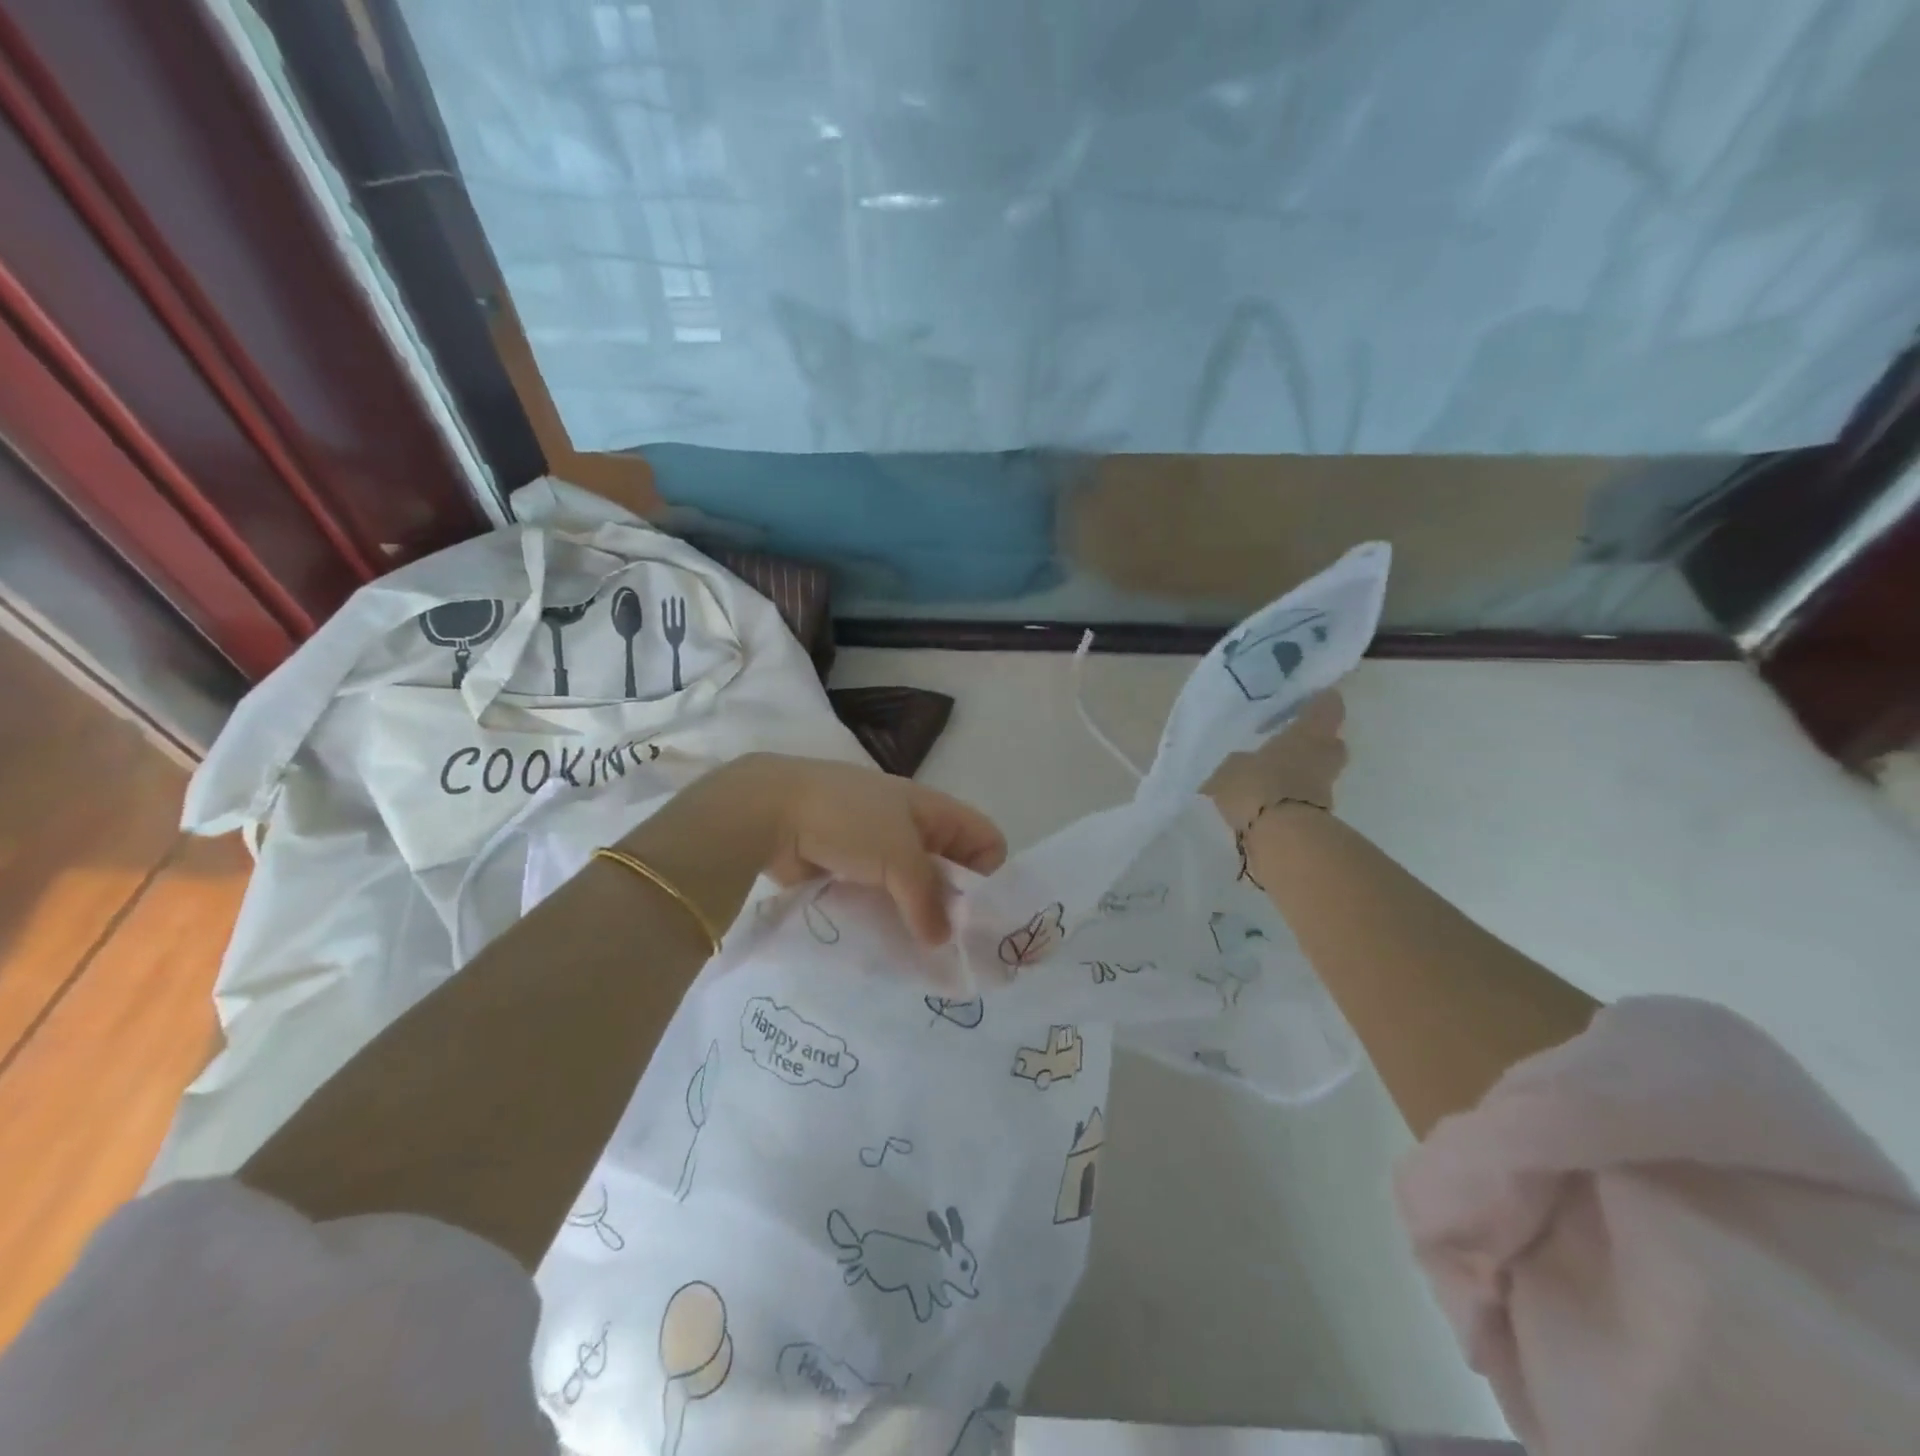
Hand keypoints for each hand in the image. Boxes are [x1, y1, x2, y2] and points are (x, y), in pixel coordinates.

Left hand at [632, 754, 1007, 946]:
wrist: (771, 810)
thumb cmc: (848, 820)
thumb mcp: (899, 856)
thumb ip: (927, 899)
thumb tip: (942, 939)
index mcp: (932, 810)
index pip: (984, 838)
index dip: (989, 874)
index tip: (978, 916)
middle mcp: (911, 827)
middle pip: (950, 867)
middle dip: (954, 905)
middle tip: (952, 949)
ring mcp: (878, 848)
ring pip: (913, 887)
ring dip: (918, 917)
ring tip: (919, 955)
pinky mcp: (849, 868)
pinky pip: (881, 897)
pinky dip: (886, 917)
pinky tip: (886, 945)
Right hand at [1204, 691, 1347, 832]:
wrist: (1281, 838)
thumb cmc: (1257, 786)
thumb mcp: (1232, 768)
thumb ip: (1240, 763)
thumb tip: (1242, 764)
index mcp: (1306, 735)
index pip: (1326, 709)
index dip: (1322, 704)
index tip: (1316, 700)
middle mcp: (1323, 758)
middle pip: (1331, 745)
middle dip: (1317, 744)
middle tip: (1293, 744)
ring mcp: (1325, 791)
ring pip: (1318, 775)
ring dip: (1303, 776)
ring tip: (1275, 780)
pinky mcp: (1320, 820)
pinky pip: (1306, 801)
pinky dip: (1293, 801)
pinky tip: (1271, 805)